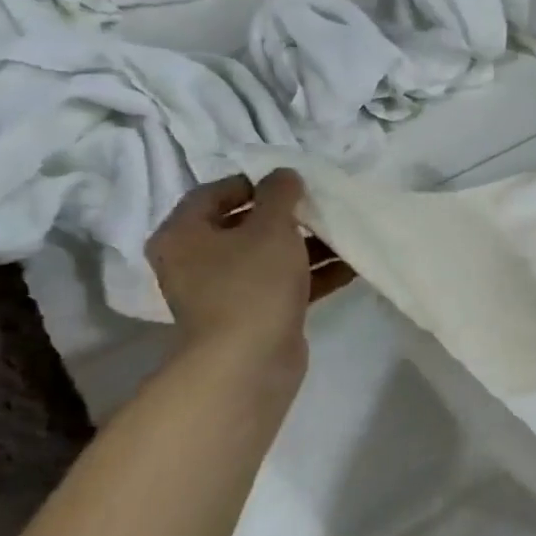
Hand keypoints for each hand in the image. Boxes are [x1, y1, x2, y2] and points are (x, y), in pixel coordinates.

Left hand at [146, 170, 332, 366]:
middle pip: (245, 226)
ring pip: (270, 257)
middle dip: (289, 217)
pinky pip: (285, 284)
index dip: (254, 183)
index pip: (214, 193)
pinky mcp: (255, 315)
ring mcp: (226, 291)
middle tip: (323, 206)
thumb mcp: (271, 228)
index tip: (293, 182)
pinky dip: (313, 274)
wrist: (249, 361)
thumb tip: (284, 175)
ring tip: (346, 234)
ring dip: (308, 246)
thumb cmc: (252, 284)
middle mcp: (197, 262)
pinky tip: (351, 266)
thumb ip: (279, 195)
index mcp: (184, 235)